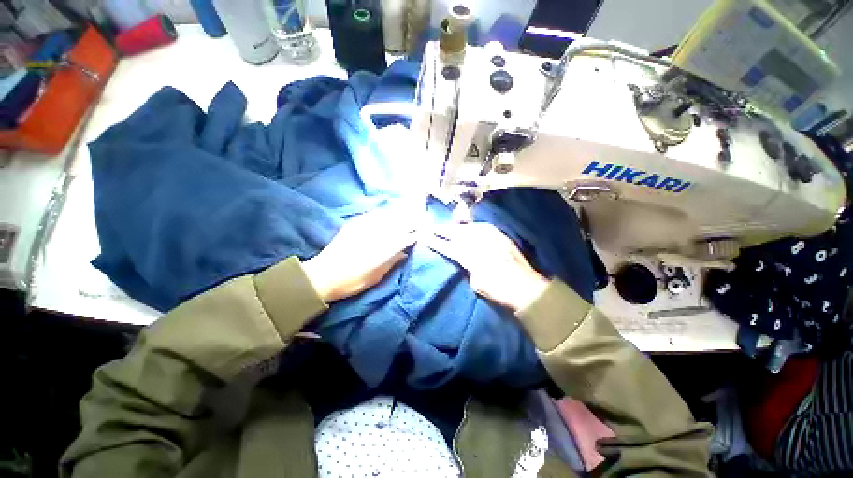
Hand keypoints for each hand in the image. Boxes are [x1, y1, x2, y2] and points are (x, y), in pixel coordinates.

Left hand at [303, 210, 416, 302]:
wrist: (322, 276)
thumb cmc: (352, 281)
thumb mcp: (376, 276)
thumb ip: (392, 262)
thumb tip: (405, 253)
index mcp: (382, 249)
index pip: (405, 237)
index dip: (416, 234)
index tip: (424, 232)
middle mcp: (375, 234)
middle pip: (399, 223)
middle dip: (412, 220)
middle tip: (421, 220)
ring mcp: (364, 226)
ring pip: (388, 216)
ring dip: (400, 214)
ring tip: (409, 213)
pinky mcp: (355, 223)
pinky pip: (375, 214)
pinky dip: (385, 214)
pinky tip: (389, 215)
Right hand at [426, 222, 549, 310]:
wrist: (526, 287)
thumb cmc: (499, 291)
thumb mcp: (477, 284)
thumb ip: (468, 268)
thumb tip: (466, 260)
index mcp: (470, 257)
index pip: (448, 247)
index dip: (435, 242)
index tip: (424, 237)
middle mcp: (479, 243)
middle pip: (456, 233)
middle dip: (442, 230)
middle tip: (432, 227)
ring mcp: (490, 237)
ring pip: (468, 228)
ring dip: (457, 227)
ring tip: (448, 227)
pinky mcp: (500, 236)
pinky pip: (483, 227)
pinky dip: (474, 227)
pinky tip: (470, 227)